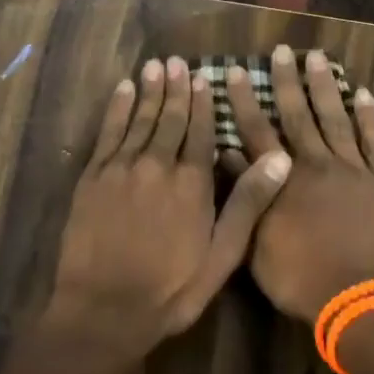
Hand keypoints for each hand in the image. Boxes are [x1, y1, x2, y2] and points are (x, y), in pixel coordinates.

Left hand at [47, 56, 290, 360]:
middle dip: (177, 89)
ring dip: (150, 90)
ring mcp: (122, 168)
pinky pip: (108, 133)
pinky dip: (118, 108)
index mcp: (192, 183)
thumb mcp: (222, 255)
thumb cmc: (171, 289)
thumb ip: (248, 203)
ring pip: (141, 119)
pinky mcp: (93, 176)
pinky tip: (124, 90)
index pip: (201, 132)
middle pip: (170, 118)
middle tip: (179, 62)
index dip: (204, 103)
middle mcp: (158, 165)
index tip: (205, 77)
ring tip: (156, 65)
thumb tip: (280, 158)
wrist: (104, 311)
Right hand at [228, 45, 373, 323]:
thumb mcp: (258, 245)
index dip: (244, 101)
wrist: (363, 301)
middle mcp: (316, 164)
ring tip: (318, 57)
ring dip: (326, 87)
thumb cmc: (302, 280)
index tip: (235, 71)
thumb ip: (246, 197)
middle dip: (287, 81)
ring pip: (335, 118)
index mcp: (283, 179)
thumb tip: (229, 157)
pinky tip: (363, 94)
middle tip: (281, 51)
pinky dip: (369, 116)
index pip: (257, 130)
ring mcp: (353, 169)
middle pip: (298, 114)